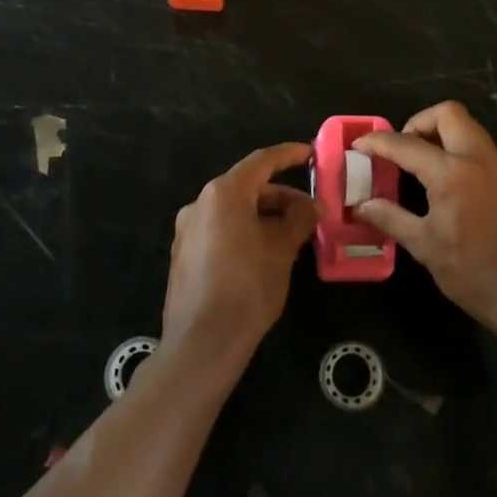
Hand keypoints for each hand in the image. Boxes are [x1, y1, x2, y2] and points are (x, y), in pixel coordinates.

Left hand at [165, 142, 317, 361]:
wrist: (202, 342)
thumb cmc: (248, 287)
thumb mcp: (282, 250)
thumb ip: (299, 220)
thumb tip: (312, 206)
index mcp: (224, 194)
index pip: (261, 162)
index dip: (288, 155)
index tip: (310, 154)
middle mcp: (200, 204)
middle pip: (247, 188)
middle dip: (281, 198)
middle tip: (310, 215)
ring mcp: (188, 230)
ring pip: (234, 211)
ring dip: (264, 217)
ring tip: (293, 238)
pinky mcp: (184, 255)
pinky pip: (221, 230)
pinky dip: (245, 232)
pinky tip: (266, 254)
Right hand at [354, 102, 496, 334]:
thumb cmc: (472, 273)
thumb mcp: (424, 246)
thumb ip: (390, 218)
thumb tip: (361, 205)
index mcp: (452, 173)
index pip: (406, 144)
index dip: (377, 142)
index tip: (359, 146)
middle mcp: (479, 160)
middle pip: (449, 114)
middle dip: (419, 122)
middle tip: (401, 148)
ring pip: (469, 129)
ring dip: (442, 135)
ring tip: (420, 165)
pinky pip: (482, 151)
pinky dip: (459, 153)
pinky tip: (447, 186)